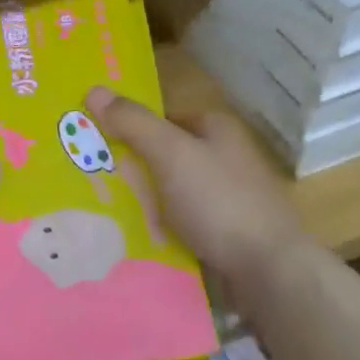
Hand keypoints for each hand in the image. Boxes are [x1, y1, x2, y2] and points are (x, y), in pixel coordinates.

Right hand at [85, 86, 304, 295]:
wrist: (268, 270)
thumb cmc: (219, 202)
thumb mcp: (171, 154)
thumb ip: (134, 124)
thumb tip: (94, 89)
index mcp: (217, 129)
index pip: (163, 118)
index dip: (130, 128)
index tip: (94, 145)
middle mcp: (225, 158)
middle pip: (166, 156)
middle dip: (133, 170)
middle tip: (91, 183)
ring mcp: (228, 198)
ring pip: (172, 193)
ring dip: (144, 203)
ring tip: (103, 215)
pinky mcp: (226, 234)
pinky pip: (182, 225)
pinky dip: (161, 230)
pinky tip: (135, 241)